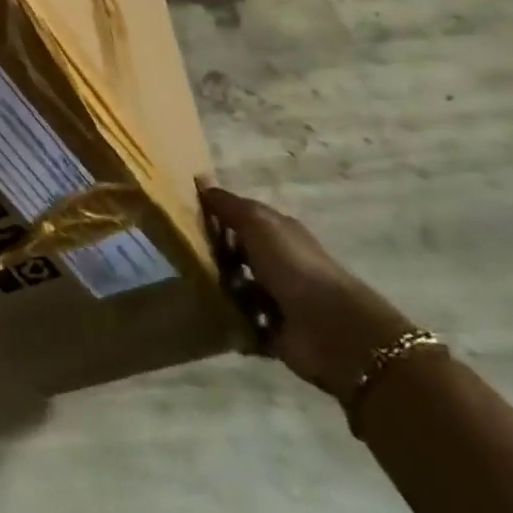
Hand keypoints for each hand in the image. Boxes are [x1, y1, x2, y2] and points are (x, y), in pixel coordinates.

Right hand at [200, 185, 417, 400]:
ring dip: (218, 289)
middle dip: (213, 255)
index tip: (185, 217)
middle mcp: (278, 263)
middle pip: (237, 254)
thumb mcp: (257, 223)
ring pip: (236, 288)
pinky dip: (229, 322)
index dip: (216, 216)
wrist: (330, 328)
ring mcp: (276, 298)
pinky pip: (241, 323)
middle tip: (181, 254)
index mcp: (278, 233)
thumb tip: (201, 180)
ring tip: (192, 287)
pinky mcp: (272, 331)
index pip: (241, 219)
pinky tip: (209, 315)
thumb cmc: (292, 265)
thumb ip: (228, 205)